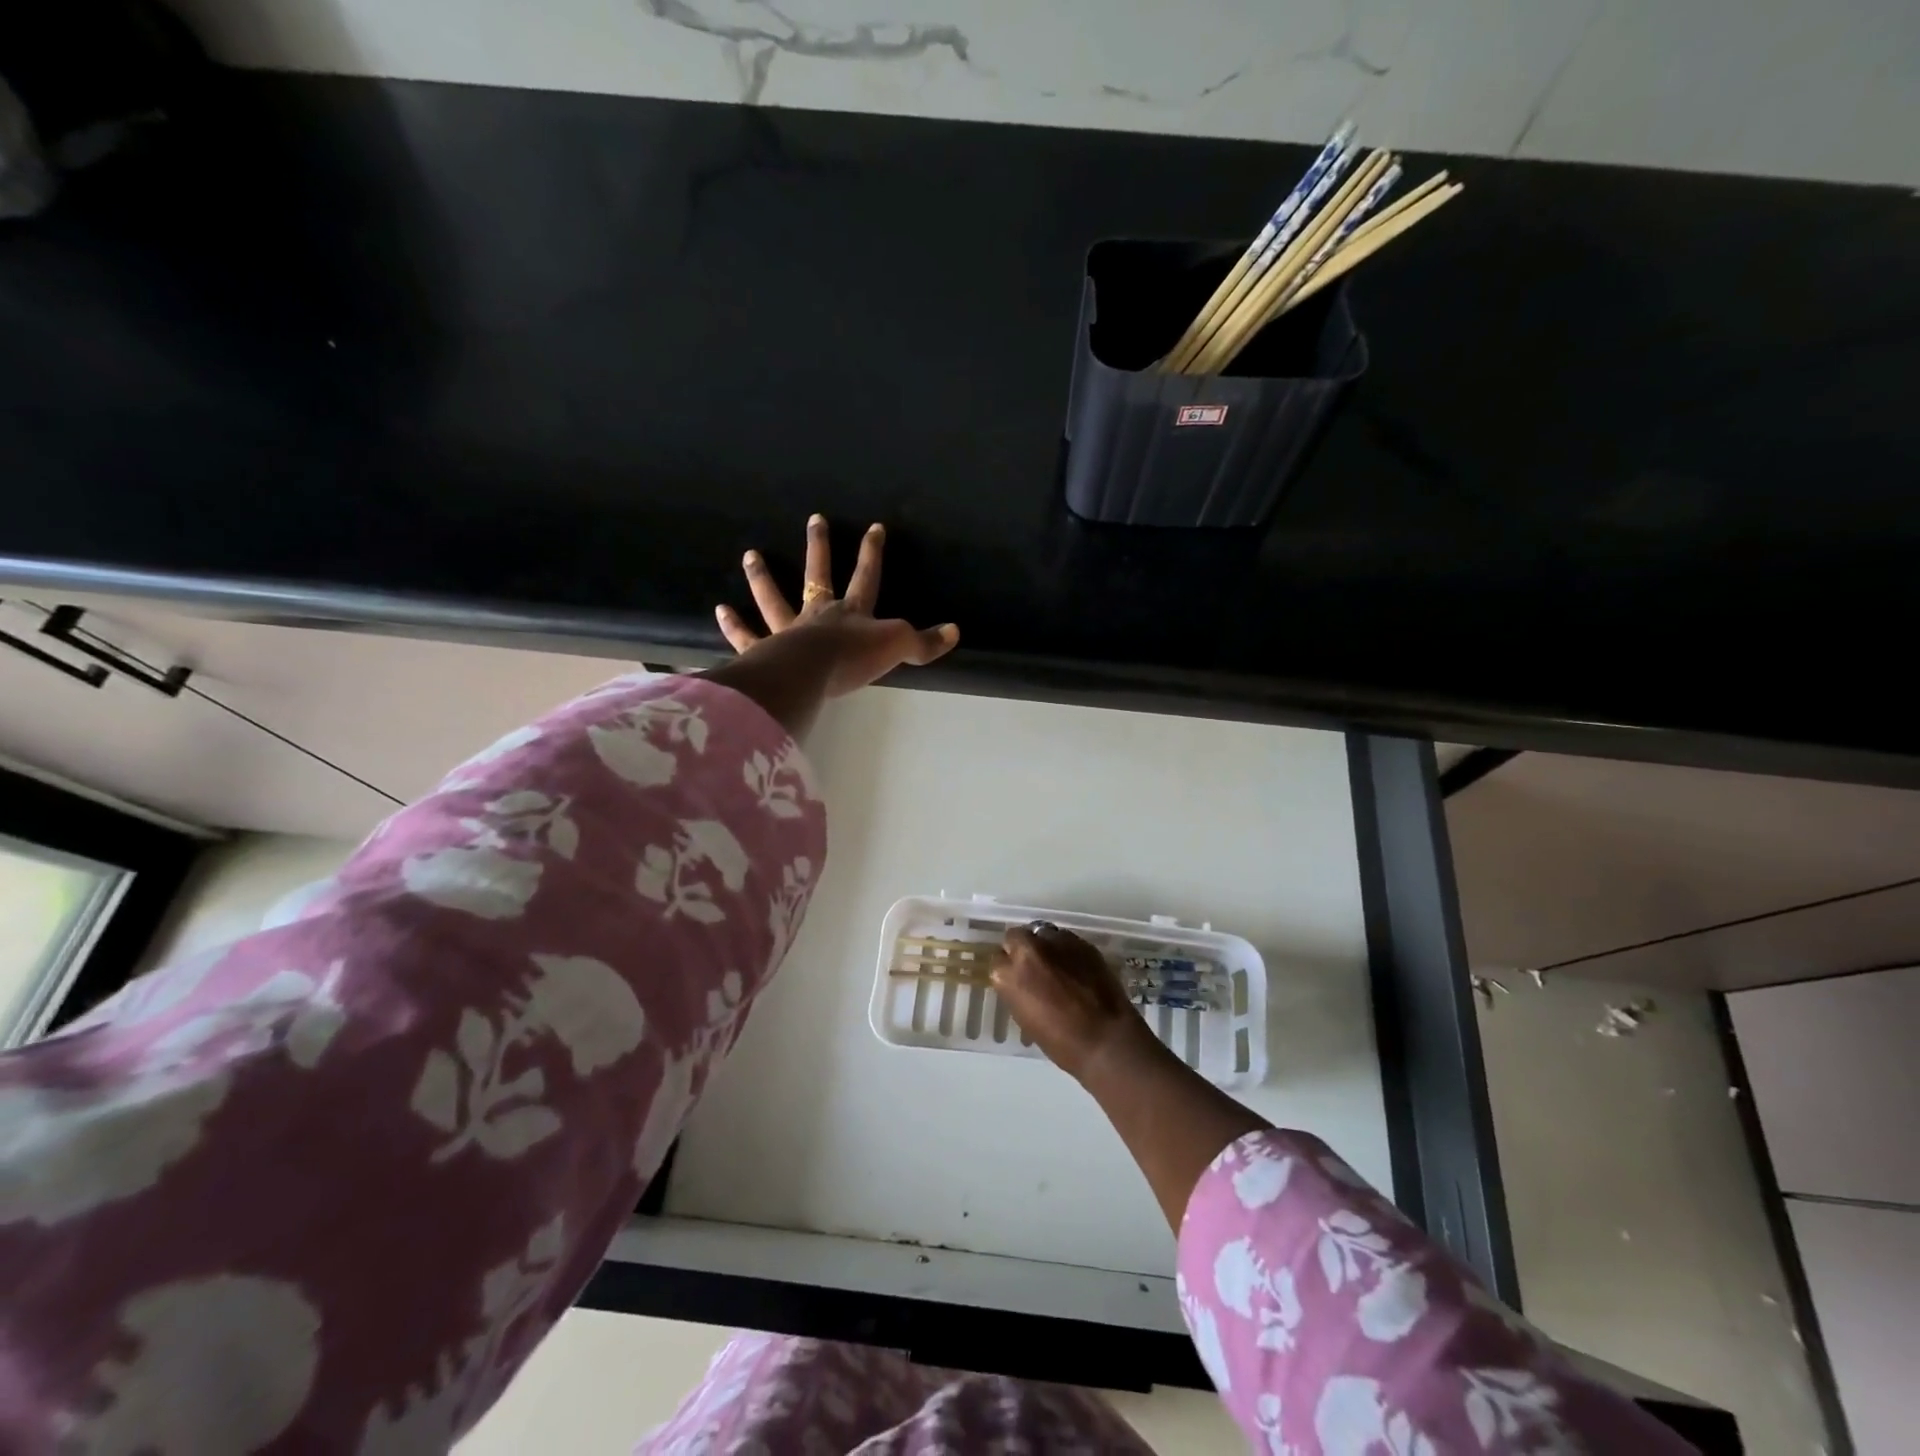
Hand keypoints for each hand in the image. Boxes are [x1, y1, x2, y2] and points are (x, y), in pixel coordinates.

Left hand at [716, 514, 958, 695]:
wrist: (809, 675)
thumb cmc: (853, 658)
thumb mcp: (897, 647)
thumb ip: (924, 642)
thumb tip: (954, 632)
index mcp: (852, 612)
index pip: (866, 576)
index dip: (872, 552)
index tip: (875, 527)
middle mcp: (819, 614)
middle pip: (818, 575)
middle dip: (819, 548)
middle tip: (814, 520)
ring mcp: (789, 631)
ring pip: (775, 598)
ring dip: (762, 577)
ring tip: (749, 555)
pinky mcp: (765, 651)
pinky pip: (748, 636)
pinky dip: (734, 626)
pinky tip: (721, 611)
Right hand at [991, 923, 1154, 1081]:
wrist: (1106, 1039)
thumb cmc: (1061, 1042)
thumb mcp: (1025, 1018)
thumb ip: (1017, 990)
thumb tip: (1022, 981)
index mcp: (1009, 975)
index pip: (997, 960)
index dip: (1007, 970)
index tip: (1015, 979)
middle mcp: (1029, 950)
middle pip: (1016, 936)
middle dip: (1021, 948)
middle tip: (1032, 966)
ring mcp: (1058, 942)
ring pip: (1042, 932)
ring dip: (1044, 945)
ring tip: (1055, 963)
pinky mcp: (1082, 943)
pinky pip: (1066, 938)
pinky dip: (1065, 949)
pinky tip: (1074, 966)